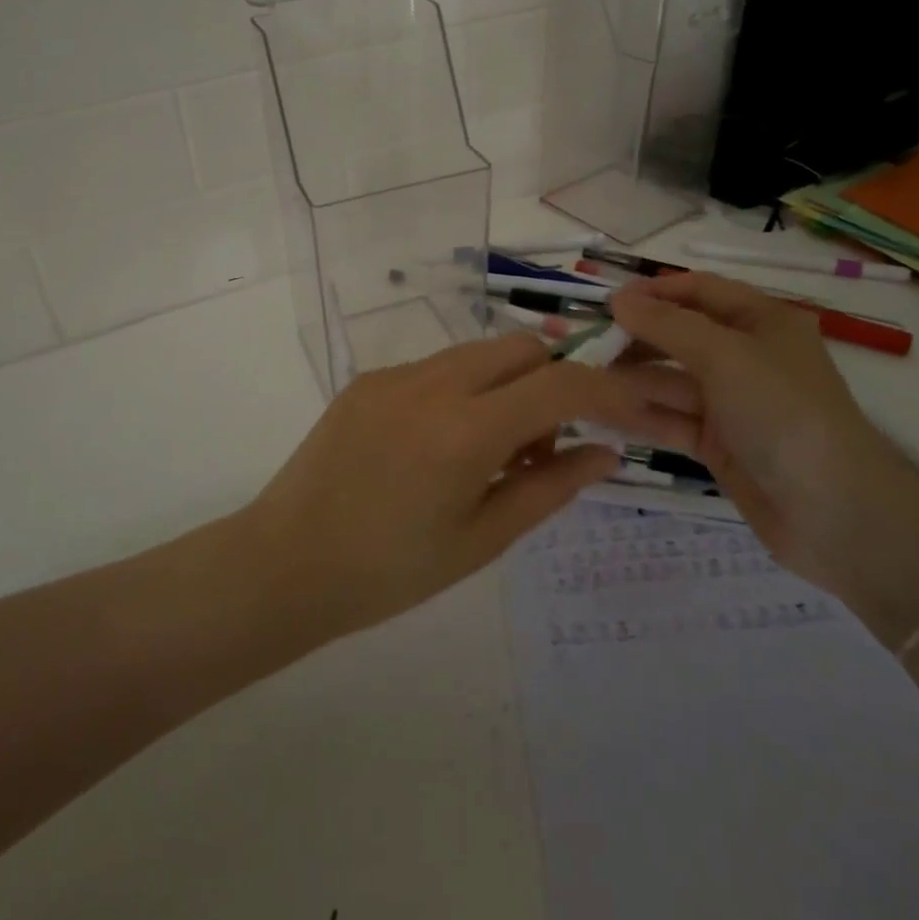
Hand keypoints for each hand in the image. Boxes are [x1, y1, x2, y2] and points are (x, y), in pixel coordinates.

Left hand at [237, 334, 678, 637]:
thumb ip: (549, 489)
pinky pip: (436, 367)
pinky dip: (463, 391)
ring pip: (478, 353)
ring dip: (507, 385)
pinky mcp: (368, 379)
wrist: (286, 562)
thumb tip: (605, 454)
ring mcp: (394, 376)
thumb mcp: (482, 541)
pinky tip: (439, 445)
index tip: (632, 412)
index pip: (559, 383)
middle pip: (521, 348)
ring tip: (489, 452)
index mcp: (465, 430)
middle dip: (553, 380)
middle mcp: (431, 384)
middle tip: (540, 446)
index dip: (608, 390)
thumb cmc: (390, 571)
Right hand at [607, 272, 913, 591]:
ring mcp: (731, 403)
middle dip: (635, 337)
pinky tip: (600, 412)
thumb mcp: (725, 356)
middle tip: (587, 345)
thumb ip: (667, 325)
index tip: (607, 302)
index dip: (654, 292)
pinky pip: (671, 418)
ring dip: (630, 378)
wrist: (838, 515)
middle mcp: (746, 357)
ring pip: (670, 380)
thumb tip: (618, 299)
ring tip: (581, 380)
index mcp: (761, 322)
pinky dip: (640, 414)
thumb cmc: (783, 413)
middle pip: (679, 335)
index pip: (700, 290)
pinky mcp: (719, 444)